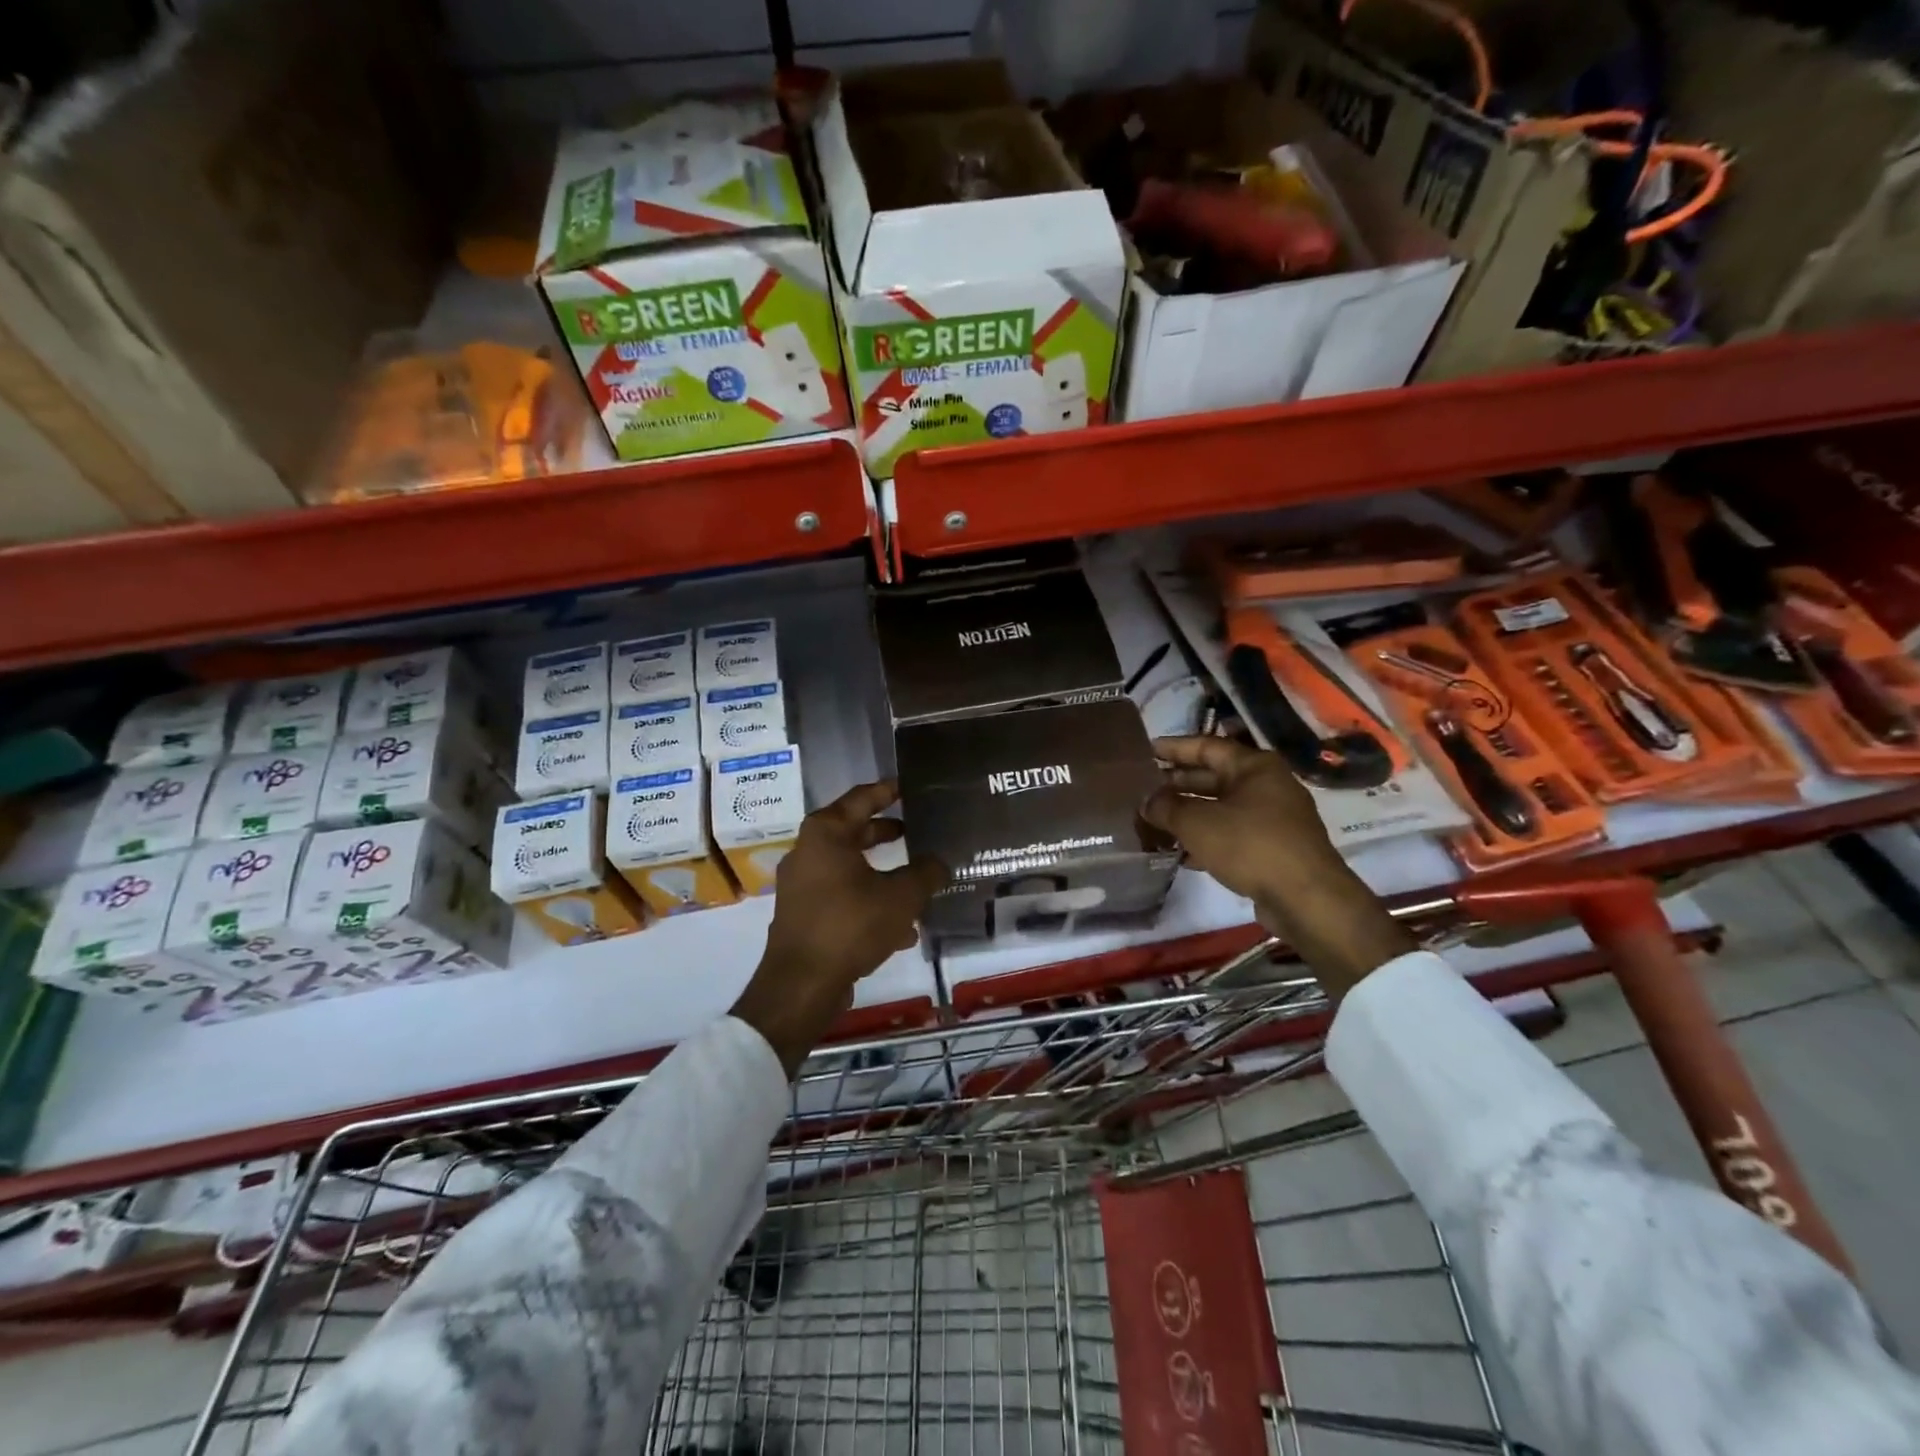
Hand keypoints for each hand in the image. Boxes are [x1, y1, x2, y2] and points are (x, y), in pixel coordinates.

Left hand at [731, 780, 947, 1075]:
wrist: (802, 984)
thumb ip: (926, 873)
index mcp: (826, 833)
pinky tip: (899, 930)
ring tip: (917, 885)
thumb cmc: (851, 924)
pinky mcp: (802, 914)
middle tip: (916, 830)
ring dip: (882, 875)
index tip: (909, 785)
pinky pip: (842, 897)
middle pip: (854, 832)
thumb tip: (939, 863)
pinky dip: (868, 903)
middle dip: (887, 833)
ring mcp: (801, 884)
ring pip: (850, 868)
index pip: (862, 797)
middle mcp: (808, 851)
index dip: (888, 790)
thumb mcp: (902, 896)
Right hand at [1141, 736, 1414, 999]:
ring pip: (1222, 808)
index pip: (1206, 746)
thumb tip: (1147, 801)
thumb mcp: (1197, 823)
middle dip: (1178, 784)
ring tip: (1155, 821)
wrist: (1306, 899)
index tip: (1146, 750)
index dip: (1174, 748)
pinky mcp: (1274, 848)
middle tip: (1144, 789)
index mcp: (1254, 766)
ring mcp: (1274, 818)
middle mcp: (1267, 785)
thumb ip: (1166, 808)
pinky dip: (1207, 838)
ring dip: (1189, 813)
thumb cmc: (1250, 845)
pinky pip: (1232, 833)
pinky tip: (1181, 852)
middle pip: (1214, 777)